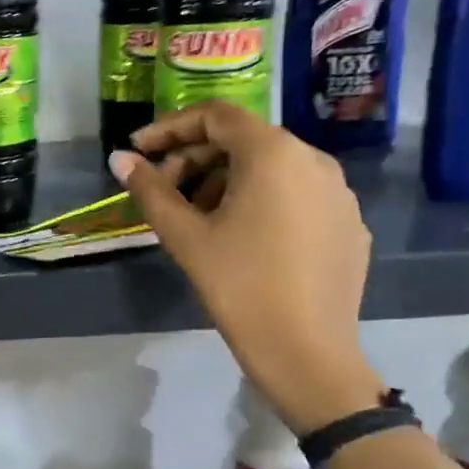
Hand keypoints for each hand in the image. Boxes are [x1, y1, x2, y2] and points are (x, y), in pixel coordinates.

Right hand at [108, 101, 382, 433]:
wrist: (306, 351)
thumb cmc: (239, 285)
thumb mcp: (185, 235)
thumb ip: (149, 190)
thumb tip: (119, 159)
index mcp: (274, 153)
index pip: (216, 116)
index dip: (170, 127)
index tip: (139, 150)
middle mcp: (314, 160)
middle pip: (244, 140)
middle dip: (195, 158)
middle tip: (162, 189)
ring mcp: (339, 193)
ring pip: (272, 167)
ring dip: (226, 179)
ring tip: (198, 217)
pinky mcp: (349, 224)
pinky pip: (297, 194)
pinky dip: (262, 200)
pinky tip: (242, 237)